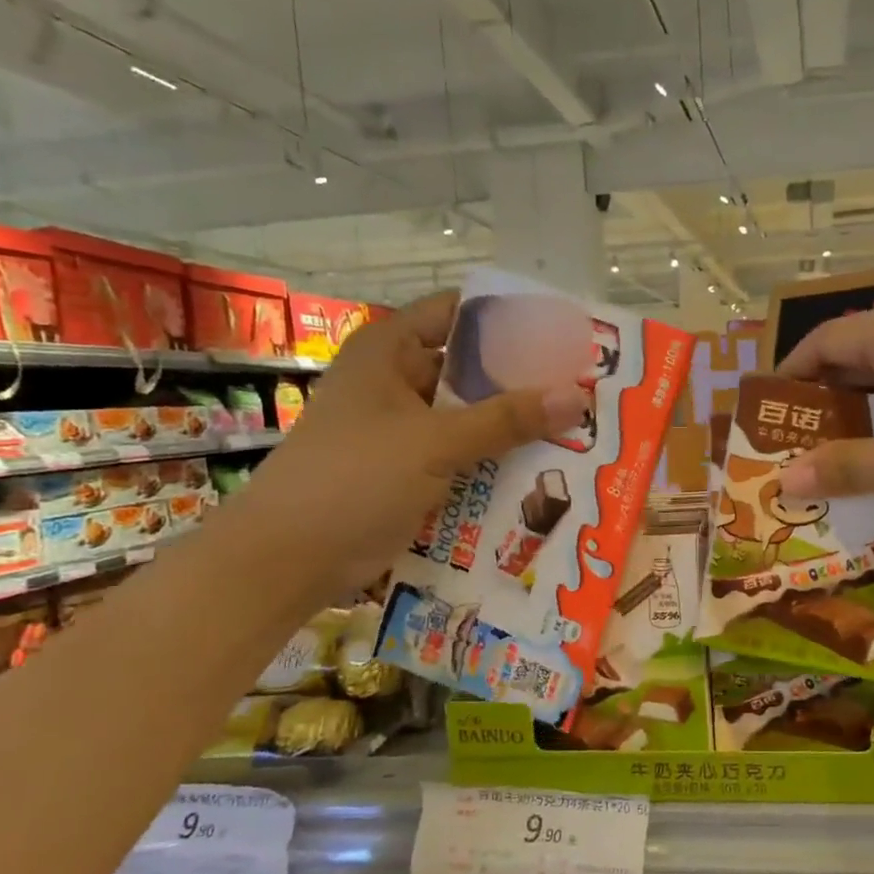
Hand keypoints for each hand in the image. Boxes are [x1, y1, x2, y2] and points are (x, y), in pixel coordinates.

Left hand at [227, 291, 588, 598]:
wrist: (287, 560)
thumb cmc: (353, 480)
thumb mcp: (434, 443)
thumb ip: (506, 419)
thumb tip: (578, 396)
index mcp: (391, 351)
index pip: (460, 313)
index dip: (510, 319)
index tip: (564, 333)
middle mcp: (398, 381)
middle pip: (472, 368)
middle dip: (524, 380)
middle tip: (585, 388)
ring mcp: (404, 429)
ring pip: (471, 416)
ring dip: (515, 426)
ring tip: (579, 429)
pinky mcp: (411, 470)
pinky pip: (464, 455)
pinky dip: (496, 460)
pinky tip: (544, 470)